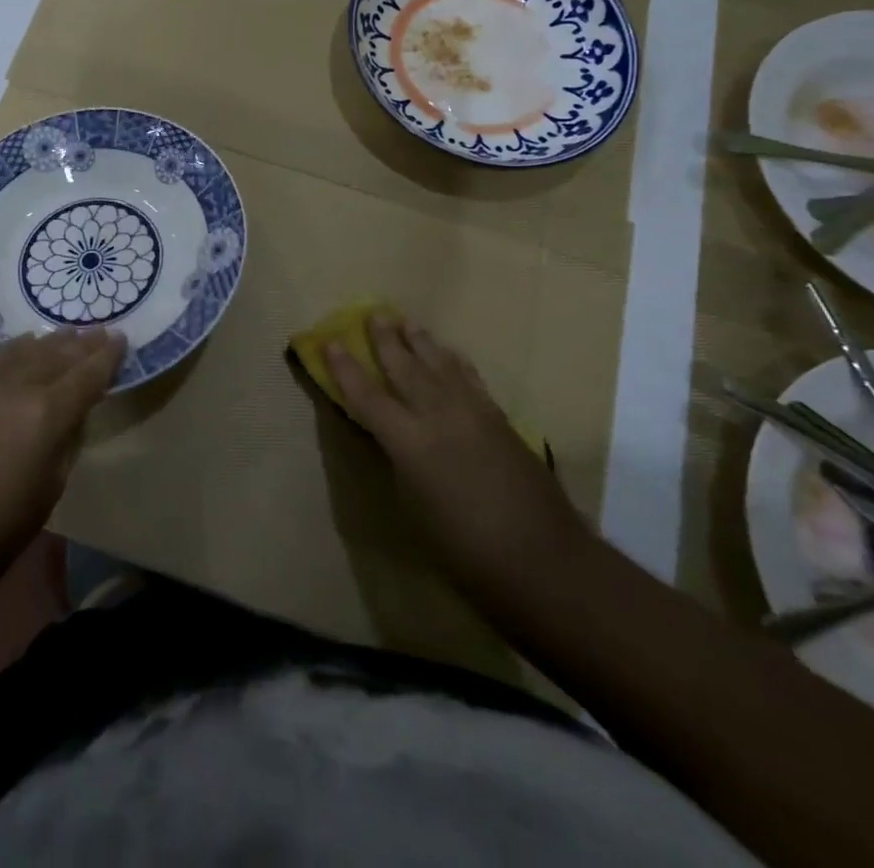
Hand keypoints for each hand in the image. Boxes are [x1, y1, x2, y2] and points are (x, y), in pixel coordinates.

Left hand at [0, 328, 125, 573]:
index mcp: (45, 413)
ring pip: (20, 350)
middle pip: (55, 354)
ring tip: (65, 334)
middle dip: (81, 343)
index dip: (107, 356)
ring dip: (47, 342)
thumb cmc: (3, 524)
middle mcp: (11, 386)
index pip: (86, 374)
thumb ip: (69, 433)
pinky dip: (11, 353)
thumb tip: (76, 405)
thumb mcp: (55, 482)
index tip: (121, 339)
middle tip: (99, 332)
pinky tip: (21, 348)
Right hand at [326, 314, 586, 591]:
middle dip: (387, 340)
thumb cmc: (465, 549)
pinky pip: (470, 379)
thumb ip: (400, 462)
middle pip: (406, 368)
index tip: (330, 341)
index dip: (346, 369)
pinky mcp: (500, 420)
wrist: (544, 560)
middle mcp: (439, 417)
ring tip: (408, 323)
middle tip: (374, 313)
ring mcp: (474, 414)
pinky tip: (451, 355)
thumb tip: (393, 436)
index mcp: (410, 442)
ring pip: (441, 365)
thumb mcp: (414, 507)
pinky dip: (455, 362)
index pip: (367, 396)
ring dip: (422, 343)